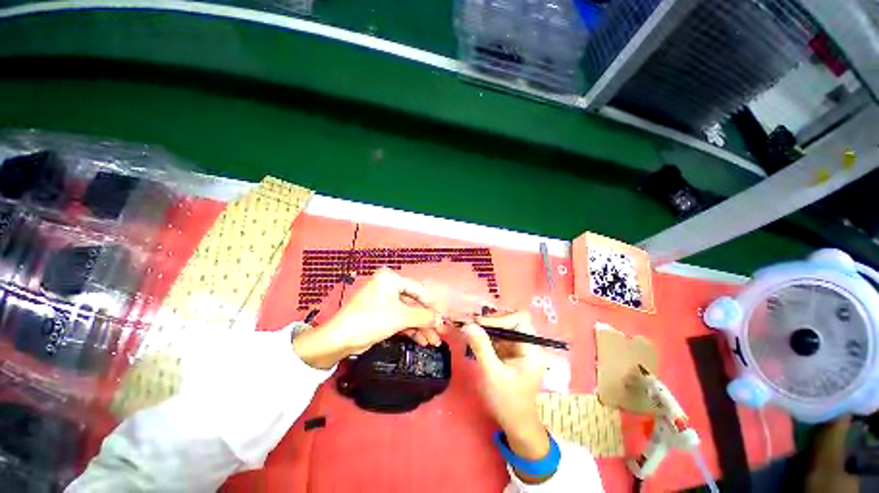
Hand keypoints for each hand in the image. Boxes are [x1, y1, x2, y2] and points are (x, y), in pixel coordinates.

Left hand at [293, 269, 443, 368]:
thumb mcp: (401, 317)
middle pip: (414, 304)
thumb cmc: (372, 320)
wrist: (340, 339)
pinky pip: (399, 319)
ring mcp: (384, 301)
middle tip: (440, 333)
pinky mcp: (380, 314)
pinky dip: (410, 330)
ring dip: (420, 327)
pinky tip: (422, 341)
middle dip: (427, 321)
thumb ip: (423, 316)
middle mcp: (388, 287)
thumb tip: (441, 320)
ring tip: (433, 342)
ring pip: (408, 313)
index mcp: (392, 279)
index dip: (432, 306)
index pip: (419, 291)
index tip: (443, 318)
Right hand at [463, 311, 550, 467]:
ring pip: (504, 328)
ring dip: (488, 327)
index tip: (480, 323)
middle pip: (512, 320)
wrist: (515, 424)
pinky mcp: (512, 353)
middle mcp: (529, 344)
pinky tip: (476, 338)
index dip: (500, 318)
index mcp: (532, 349)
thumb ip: (481, 347)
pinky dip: (487, 336)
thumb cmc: (507, 401)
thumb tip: (468, 324)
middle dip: (493, 321)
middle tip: (473, 325)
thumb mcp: (492, 373)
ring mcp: (520, 348)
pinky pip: (499, 337)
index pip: (520, 320)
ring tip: (471, 329)